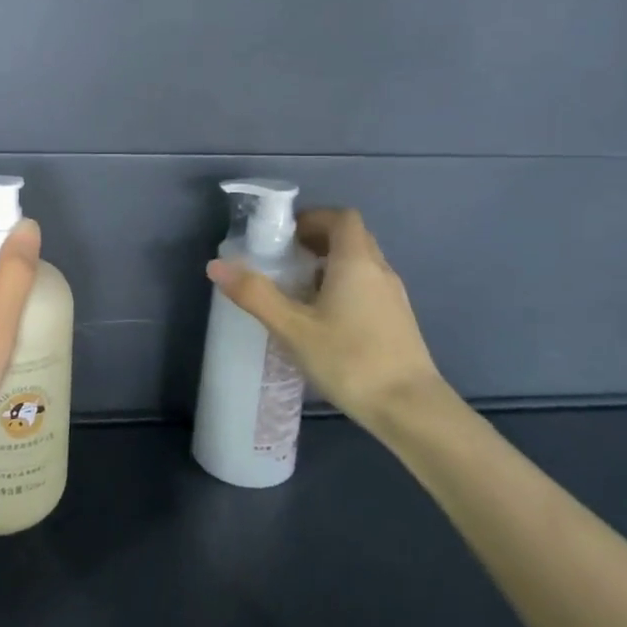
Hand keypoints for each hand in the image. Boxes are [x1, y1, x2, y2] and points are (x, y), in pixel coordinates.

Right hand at [207, 207, 446, 434]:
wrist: (410, 409)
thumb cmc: (350, 360)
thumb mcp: (293, 328)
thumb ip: (255, 294)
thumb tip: (216, 265)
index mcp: (356, 261)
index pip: (341, 217)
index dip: (312, 218)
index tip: (284, 236)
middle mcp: (380, 270)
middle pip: (351, 237)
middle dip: (317, 240)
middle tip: (285, 260)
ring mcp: (394, 297)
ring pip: (361, 264)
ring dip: (330, 265)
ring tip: (299, 290)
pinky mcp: (398, 320)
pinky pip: (368, 287)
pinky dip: (345, 287)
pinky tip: (324, 319)